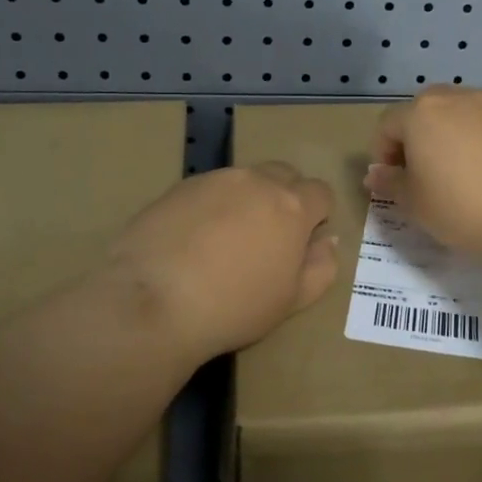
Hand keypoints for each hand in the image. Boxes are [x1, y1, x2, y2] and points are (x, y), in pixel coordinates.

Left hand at [107, 163, 338, 359]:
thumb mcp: (292, 300)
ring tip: (225, 240)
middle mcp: (256, 181)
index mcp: (292, 206)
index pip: (321, 192)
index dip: (317, 215)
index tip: (302, 242)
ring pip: (244, 180)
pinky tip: (193, 240)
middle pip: (284, 175)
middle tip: (268, 237)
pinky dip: (211, 206)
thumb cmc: (234, 306)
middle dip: (285, 197)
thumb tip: (327, 241)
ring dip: (246, 200)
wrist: (153, 301)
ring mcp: (215, 179)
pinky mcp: (179, 186)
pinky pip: (209, 189)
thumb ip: (321, 266)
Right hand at [364, 87, 481, 257]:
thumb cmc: (459, 206)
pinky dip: (479, 142)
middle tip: (421, 174)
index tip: (392, 181)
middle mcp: (456, 98)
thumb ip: (390, 182)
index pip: (388, 124)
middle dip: (416, 138)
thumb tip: (374, 174)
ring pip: (458, 115)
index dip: (383, 152)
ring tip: (457, 174)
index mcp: (421, 113)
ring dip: (449, 137)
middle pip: (424, 111)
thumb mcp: (413, 202)